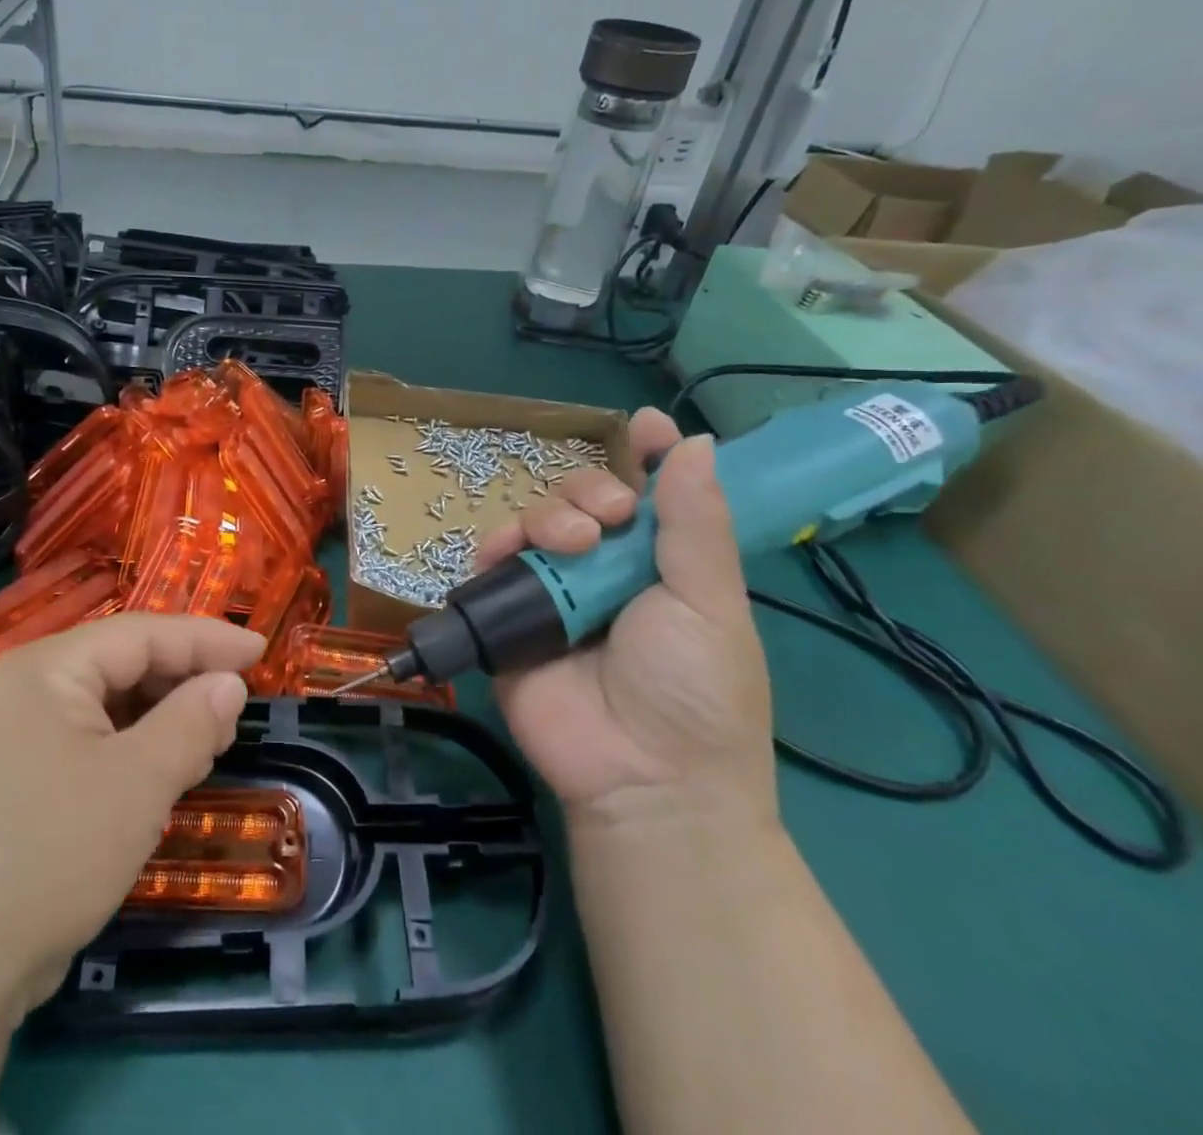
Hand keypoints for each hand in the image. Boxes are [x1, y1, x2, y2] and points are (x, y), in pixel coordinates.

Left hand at [0, 614, 261, 1124]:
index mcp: (47, 667)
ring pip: (109, 702)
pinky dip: (134, 745)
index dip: (206, 639)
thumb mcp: (138, 783)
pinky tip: (164, 768)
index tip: (261, 652)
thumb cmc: (53, 854)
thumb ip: (192, 722)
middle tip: (237, 705)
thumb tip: (230, 684)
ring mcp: (17, 733)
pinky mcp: (19, 775)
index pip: (142, 632)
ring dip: (162, 715)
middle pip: (123, 661)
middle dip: (184, 679)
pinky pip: (90, 738)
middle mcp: (27, 686)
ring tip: (210, 740)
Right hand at [473, 409, 775, 831]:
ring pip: (537, 523)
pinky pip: (493, 564)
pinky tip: (510, 552)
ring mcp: (554, 593)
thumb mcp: (709, 602)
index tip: (646, 425)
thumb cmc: (694, 690)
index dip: (647, 457)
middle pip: (585, 499)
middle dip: (592, 489)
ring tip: (570, 544)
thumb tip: (695, 443)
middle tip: (609, 518)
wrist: (641, 778)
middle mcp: (605, 571)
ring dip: (549, 516)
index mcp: (661, 566)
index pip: (651, 496)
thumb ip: (695, 523)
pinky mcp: (509, 616)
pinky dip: (496, 547)